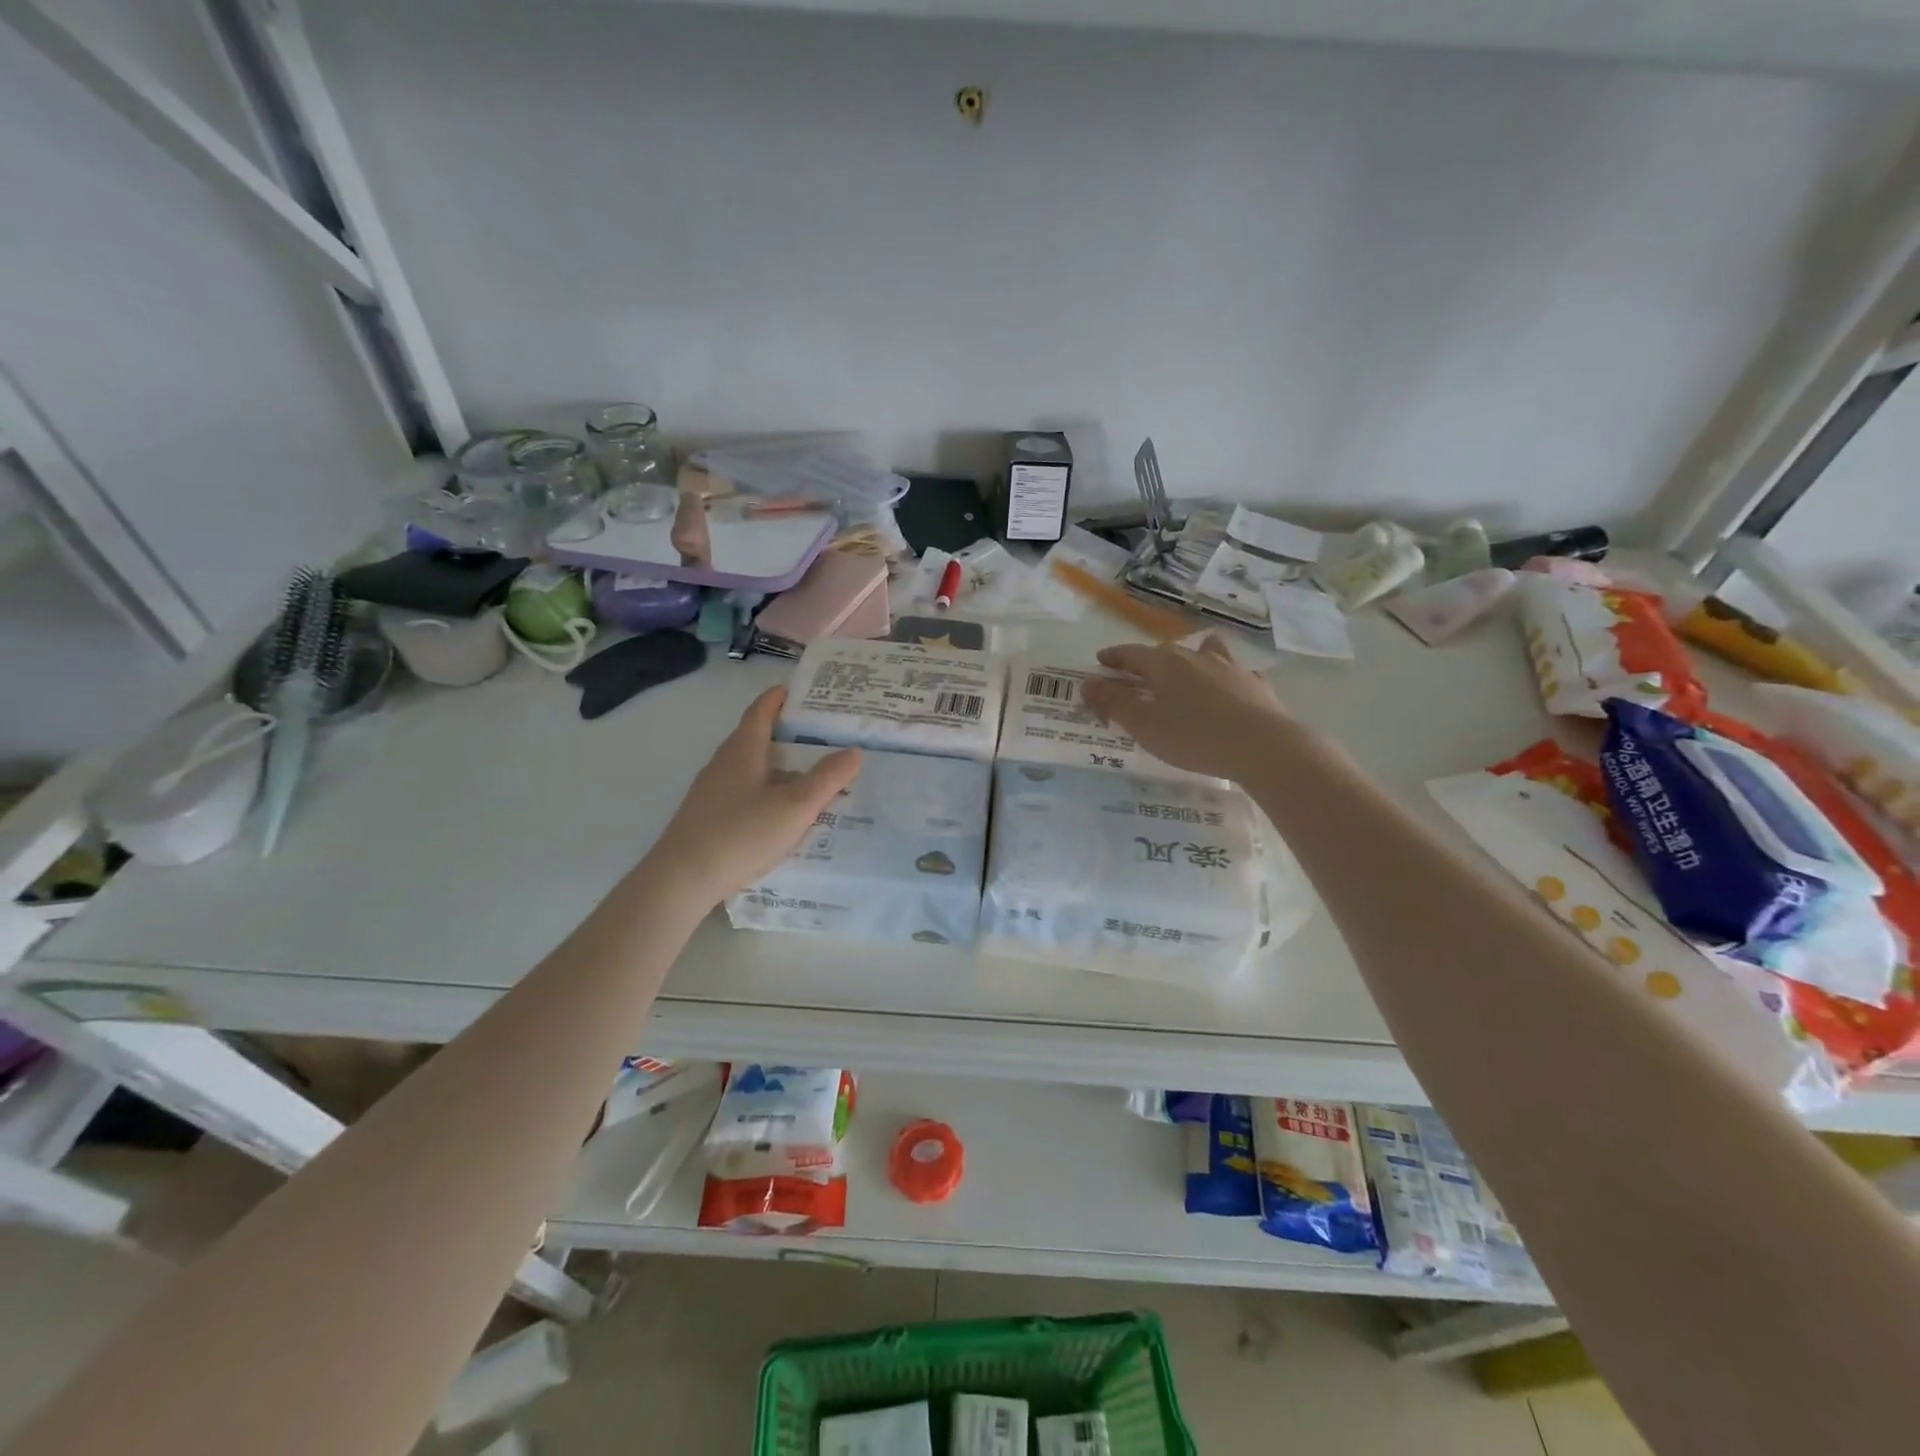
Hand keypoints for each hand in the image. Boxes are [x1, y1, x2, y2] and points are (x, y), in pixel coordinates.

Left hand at [651, 688, 860, 902]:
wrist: (681, 879)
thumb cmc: (741, 833)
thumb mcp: (795, 806)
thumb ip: (827, 778)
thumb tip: (854, 751)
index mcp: (743, 749)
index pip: (761, 710)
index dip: (780, 697)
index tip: (801, 691)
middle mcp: (723, 762)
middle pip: (756, 736)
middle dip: (786, 733)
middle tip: (820, 736)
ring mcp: (711, 789)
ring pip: (750, 767)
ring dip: (777, 765)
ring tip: (808, 776)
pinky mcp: (706, 815)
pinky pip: (742, 790)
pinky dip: (765, 789)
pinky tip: (779, 812)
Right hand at [1080, 636, 1295, 782]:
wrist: (1263, 746)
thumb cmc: (1194, 736)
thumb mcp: (1144, 725)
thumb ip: (1114, 704)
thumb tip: (1087, 683)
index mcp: (1164, 663)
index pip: (1131, 653)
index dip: (1114, 658)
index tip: (1101, 661)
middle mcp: (1196, 657)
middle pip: (1165, 652)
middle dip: (1147, 662)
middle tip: (1135, 675)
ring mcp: (1230, 667)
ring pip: (1205, 653)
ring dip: (1190, 659)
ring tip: (1186, 669)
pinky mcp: (1255, 685)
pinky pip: (1234, 674)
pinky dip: (1223, 678)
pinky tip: (1227, 691)